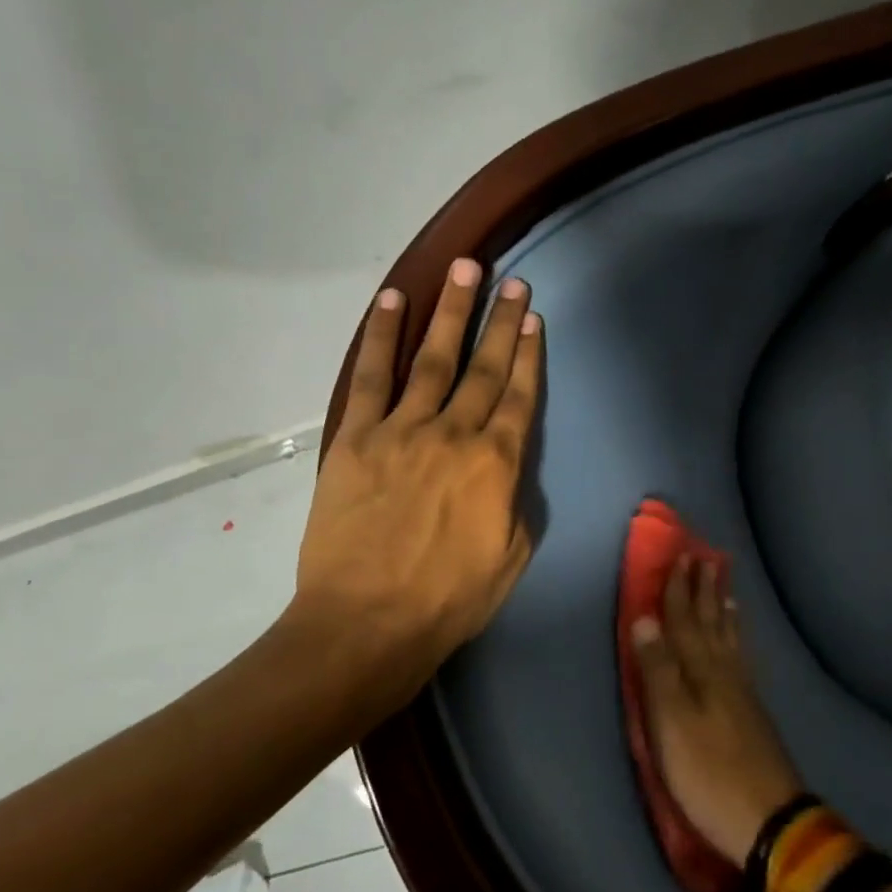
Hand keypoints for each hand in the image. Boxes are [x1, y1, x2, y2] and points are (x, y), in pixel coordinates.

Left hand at [290, 258, 542, 721]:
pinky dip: (382, 337)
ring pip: (433, 358)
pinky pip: (371, 377)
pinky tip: (392, 302)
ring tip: (464, 269)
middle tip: (512, 281)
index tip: (534, 318)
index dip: (529, 354)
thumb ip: (515, 503)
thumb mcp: (511, 557)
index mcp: (497, 463)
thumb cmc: (449, 599)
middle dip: (501, 321)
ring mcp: (402, 430)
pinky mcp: (357, 438)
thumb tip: (508, 472)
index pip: (519, 395)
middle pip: (484, 367)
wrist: (367, 622)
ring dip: (451, 311)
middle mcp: (454, 434)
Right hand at [632, 556, 802, 865]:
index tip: (680, 556)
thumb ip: (658, 670)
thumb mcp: (671, 724)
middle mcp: (724, 672)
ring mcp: (743, 691)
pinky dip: (738, 639)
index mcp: (700, 671)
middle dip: (704, 591)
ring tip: (724, 586)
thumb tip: (644, 618)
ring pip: (730, 638)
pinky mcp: (753, 711)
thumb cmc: (708, 773)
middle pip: (711, 623)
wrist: (769, 820)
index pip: (684, 621)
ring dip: (723, 610)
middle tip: (706, 558)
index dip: (679, 590)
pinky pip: (743, 658)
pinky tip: (739, 640)